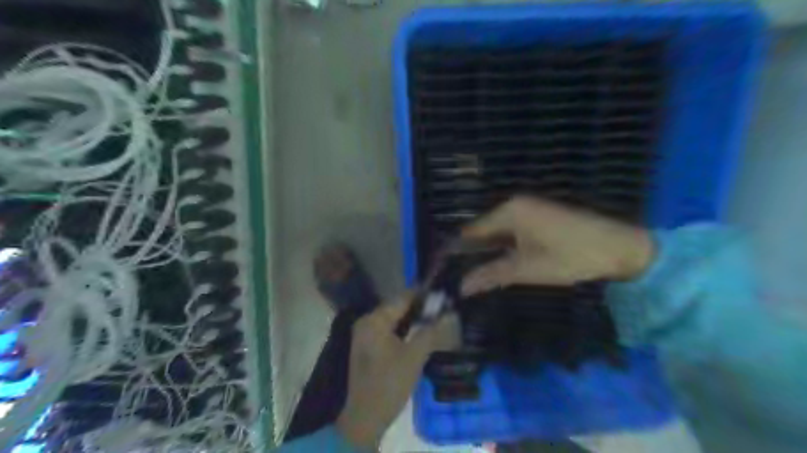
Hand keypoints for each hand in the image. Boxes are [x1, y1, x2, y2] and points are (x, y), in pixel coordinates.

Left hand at [337, 296, 458, 446]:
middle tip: (444, 307)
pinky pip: (390, 330)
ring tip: (437, 317)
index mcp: (374, 320)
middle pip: (398, 307)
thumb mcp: (414, 357)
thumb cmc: (389, 383)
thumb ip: (432, 332)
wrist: (365, 417)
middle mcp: (367, 322)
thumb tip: (451, 313)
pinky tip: (421, 332)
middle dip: (420, 307)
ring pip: (395, 319)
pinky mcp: (369, 346)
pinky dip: (405, 329)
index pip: (402, 298)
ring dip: (414, 319)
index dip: (423, 294)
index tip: (443, 292)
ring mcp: (366, 334)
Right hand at [461, 197, 654, 294]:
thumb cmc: (570, 256)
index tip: (448, 272)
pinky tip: (506, 263)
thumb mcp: (527, 269)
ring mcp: (529, 208)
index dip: (458, 252)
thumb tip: (461, 287)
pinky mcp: (541, 215)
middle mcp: (515, 204)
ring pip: (499, 232)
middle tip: (465, 279)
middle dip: (475, 253)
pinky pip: (513, 230)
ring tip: (481, 275)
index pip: (471, 231)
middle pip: (484, 230)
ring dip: (491, 251)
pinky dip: (507, 246)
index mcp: (508, 211)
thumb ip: (491, 275)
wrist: (620, 247)